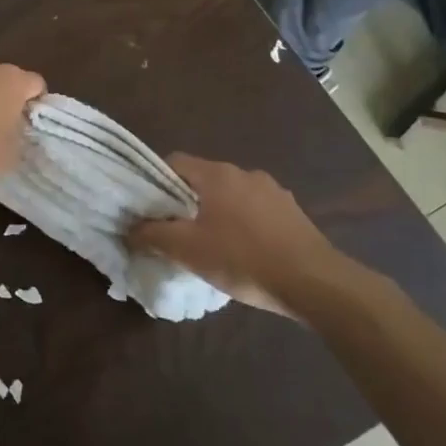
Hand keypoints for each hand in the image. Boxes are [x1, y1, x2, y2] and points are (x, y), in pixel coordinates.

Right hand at [131, 154, 352, 318]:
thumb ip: (152, 235)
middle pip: (202, 179)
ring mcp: (273, 191)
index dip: (155, 181)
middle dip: (186, 201)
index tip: (149, 208)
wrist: (315, 283)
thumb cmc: (243, 259)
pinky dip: (243, 225)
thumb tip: (130, 229)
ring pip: (230, 196)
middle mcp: (245, 173)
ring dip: (217, 213)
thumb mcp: (187, 249)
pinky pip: (255, 212)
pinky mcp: (293, 213)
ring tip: (211, 245)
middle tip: (175, 231)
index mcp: (216, 174)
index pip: (174, 162)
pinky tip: (244, 253)